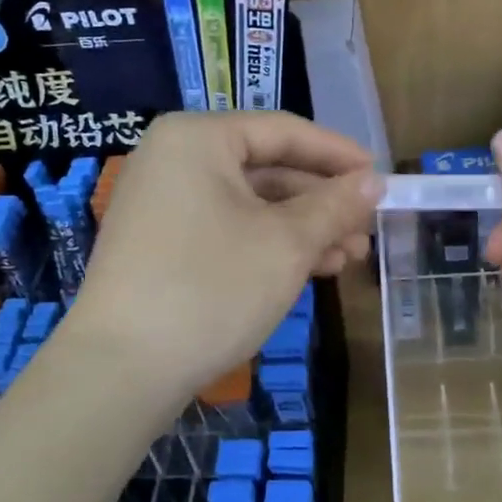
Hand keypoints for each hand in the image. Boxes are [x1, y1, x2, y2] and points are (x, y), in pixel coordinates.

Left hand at [63, 112, 380, 405]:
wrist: (120, 370)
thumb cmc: (211, 288)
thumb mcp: (286, 244)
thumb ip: (335, 205)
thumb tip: (374, 182)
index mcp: (198, 138)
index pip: (284, 131)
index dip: (338, 155)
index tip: (380, 179)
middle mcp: (174, 159)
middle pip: (267, 168)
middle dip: (322, 202)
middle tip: (367, 230)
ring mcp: (162, 203)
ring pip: (250, 204)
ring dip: (302, 228)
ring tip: (348, 258)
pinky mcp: (160, 244)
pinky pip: (227, 228)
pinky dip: (268, 244)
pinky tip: (309, 270)